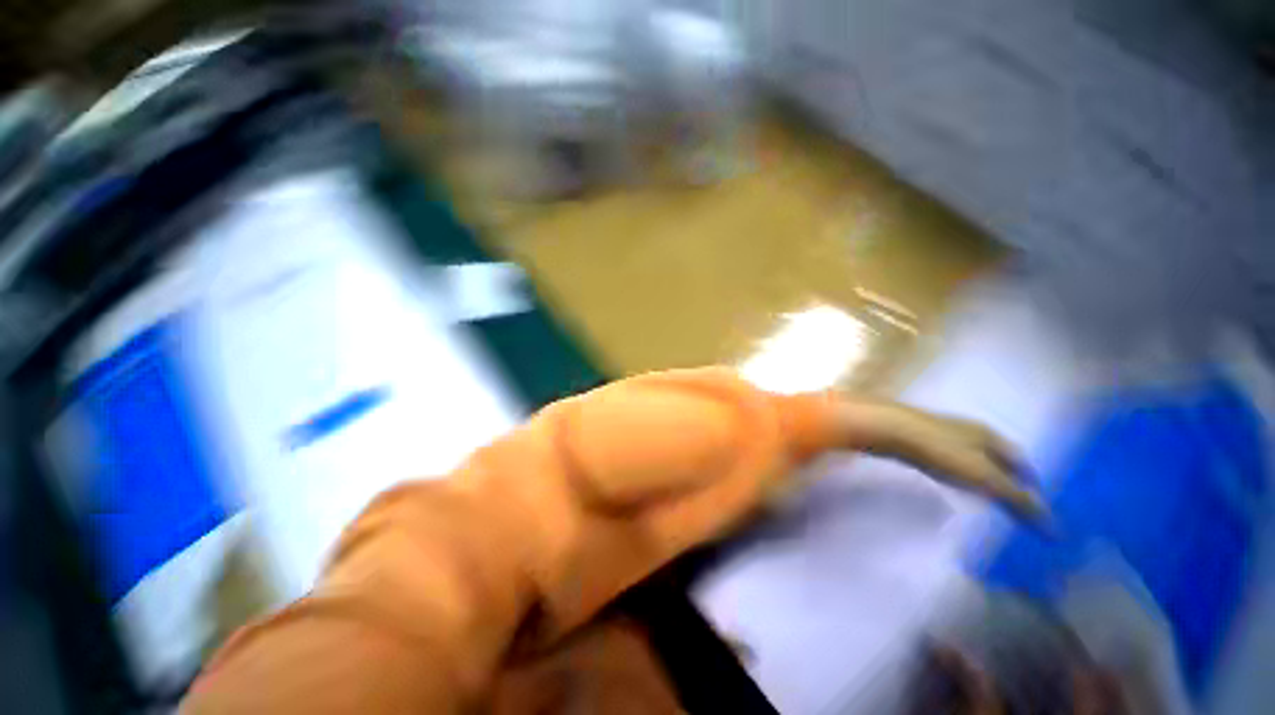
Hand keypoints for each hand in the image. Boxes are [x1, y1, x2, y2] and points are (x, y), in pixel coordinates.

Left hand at [837, 399, 1043, 519]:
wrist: (887, 428)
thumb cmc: (939, 451)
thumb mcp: (983, 477)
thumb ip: (1015, 499)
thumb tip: (1052, 526)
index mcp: (990, 435)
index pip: (1020, 460)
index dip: (1030, 481)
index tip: (1037, 504)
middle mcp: (969, 429)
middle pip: (996, 456)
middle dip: (1007, 478)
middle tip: (1013, 503)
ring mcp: (941, 431)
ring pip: (971, 455)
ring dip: (981, 474)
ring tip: (985, 495)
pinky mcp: (918, 438)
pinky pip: (947, 456)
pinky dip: (957, 471)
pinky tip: (949, 480)